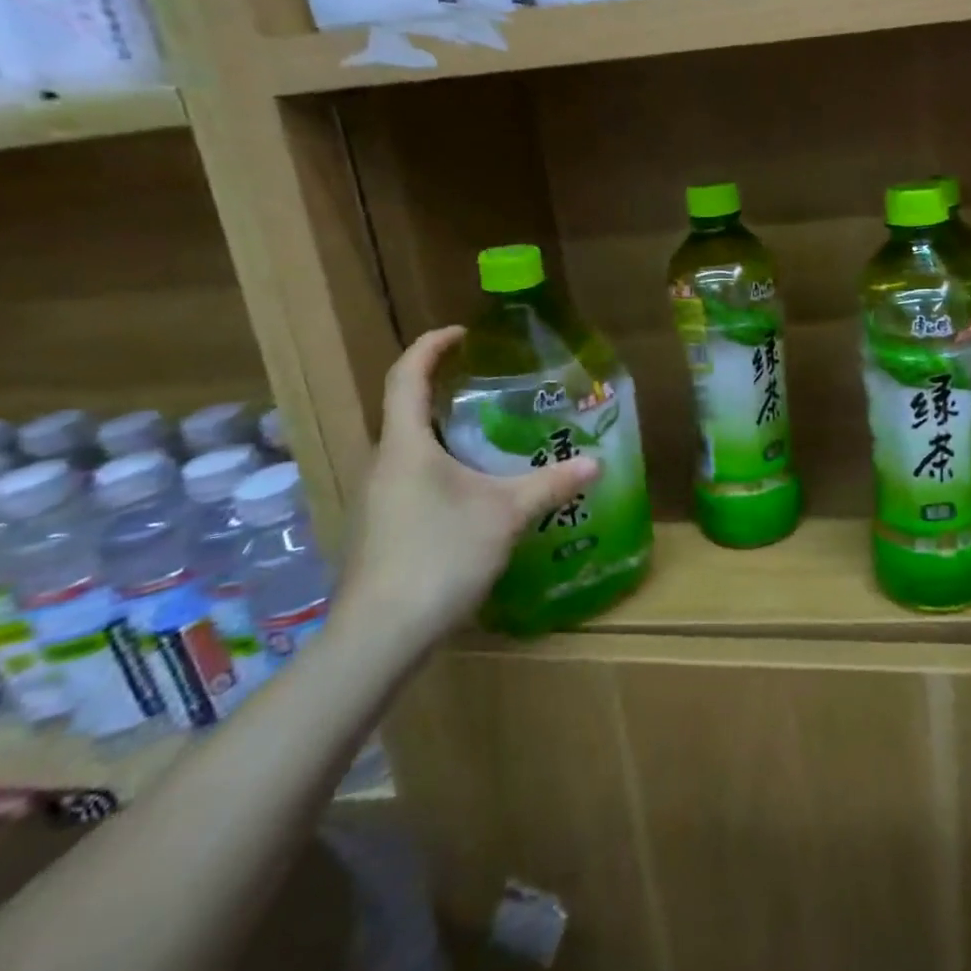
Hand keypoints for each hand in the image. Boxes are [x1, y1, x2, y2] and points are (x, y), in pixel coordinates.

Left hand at [337, 327, 599, 650]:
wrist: (379, 637)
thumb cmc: (439, 556)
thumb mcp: (505, 514)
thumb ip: (549, 484)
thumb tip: (595, 463)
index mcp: (405, 445)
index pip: (407, 375)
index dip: (431, 346)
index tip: (462, 333)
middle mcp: (382, 463)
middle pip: (405, 410)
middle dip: (441, 390)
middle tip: (487, 386)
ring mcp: (375, 499)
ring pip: (408, 449)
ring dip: (441, 433)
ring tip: (486, 437)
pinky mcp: (379, 529)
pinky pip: (409, 479)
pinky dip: (438, 467)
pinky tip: (470, 493)